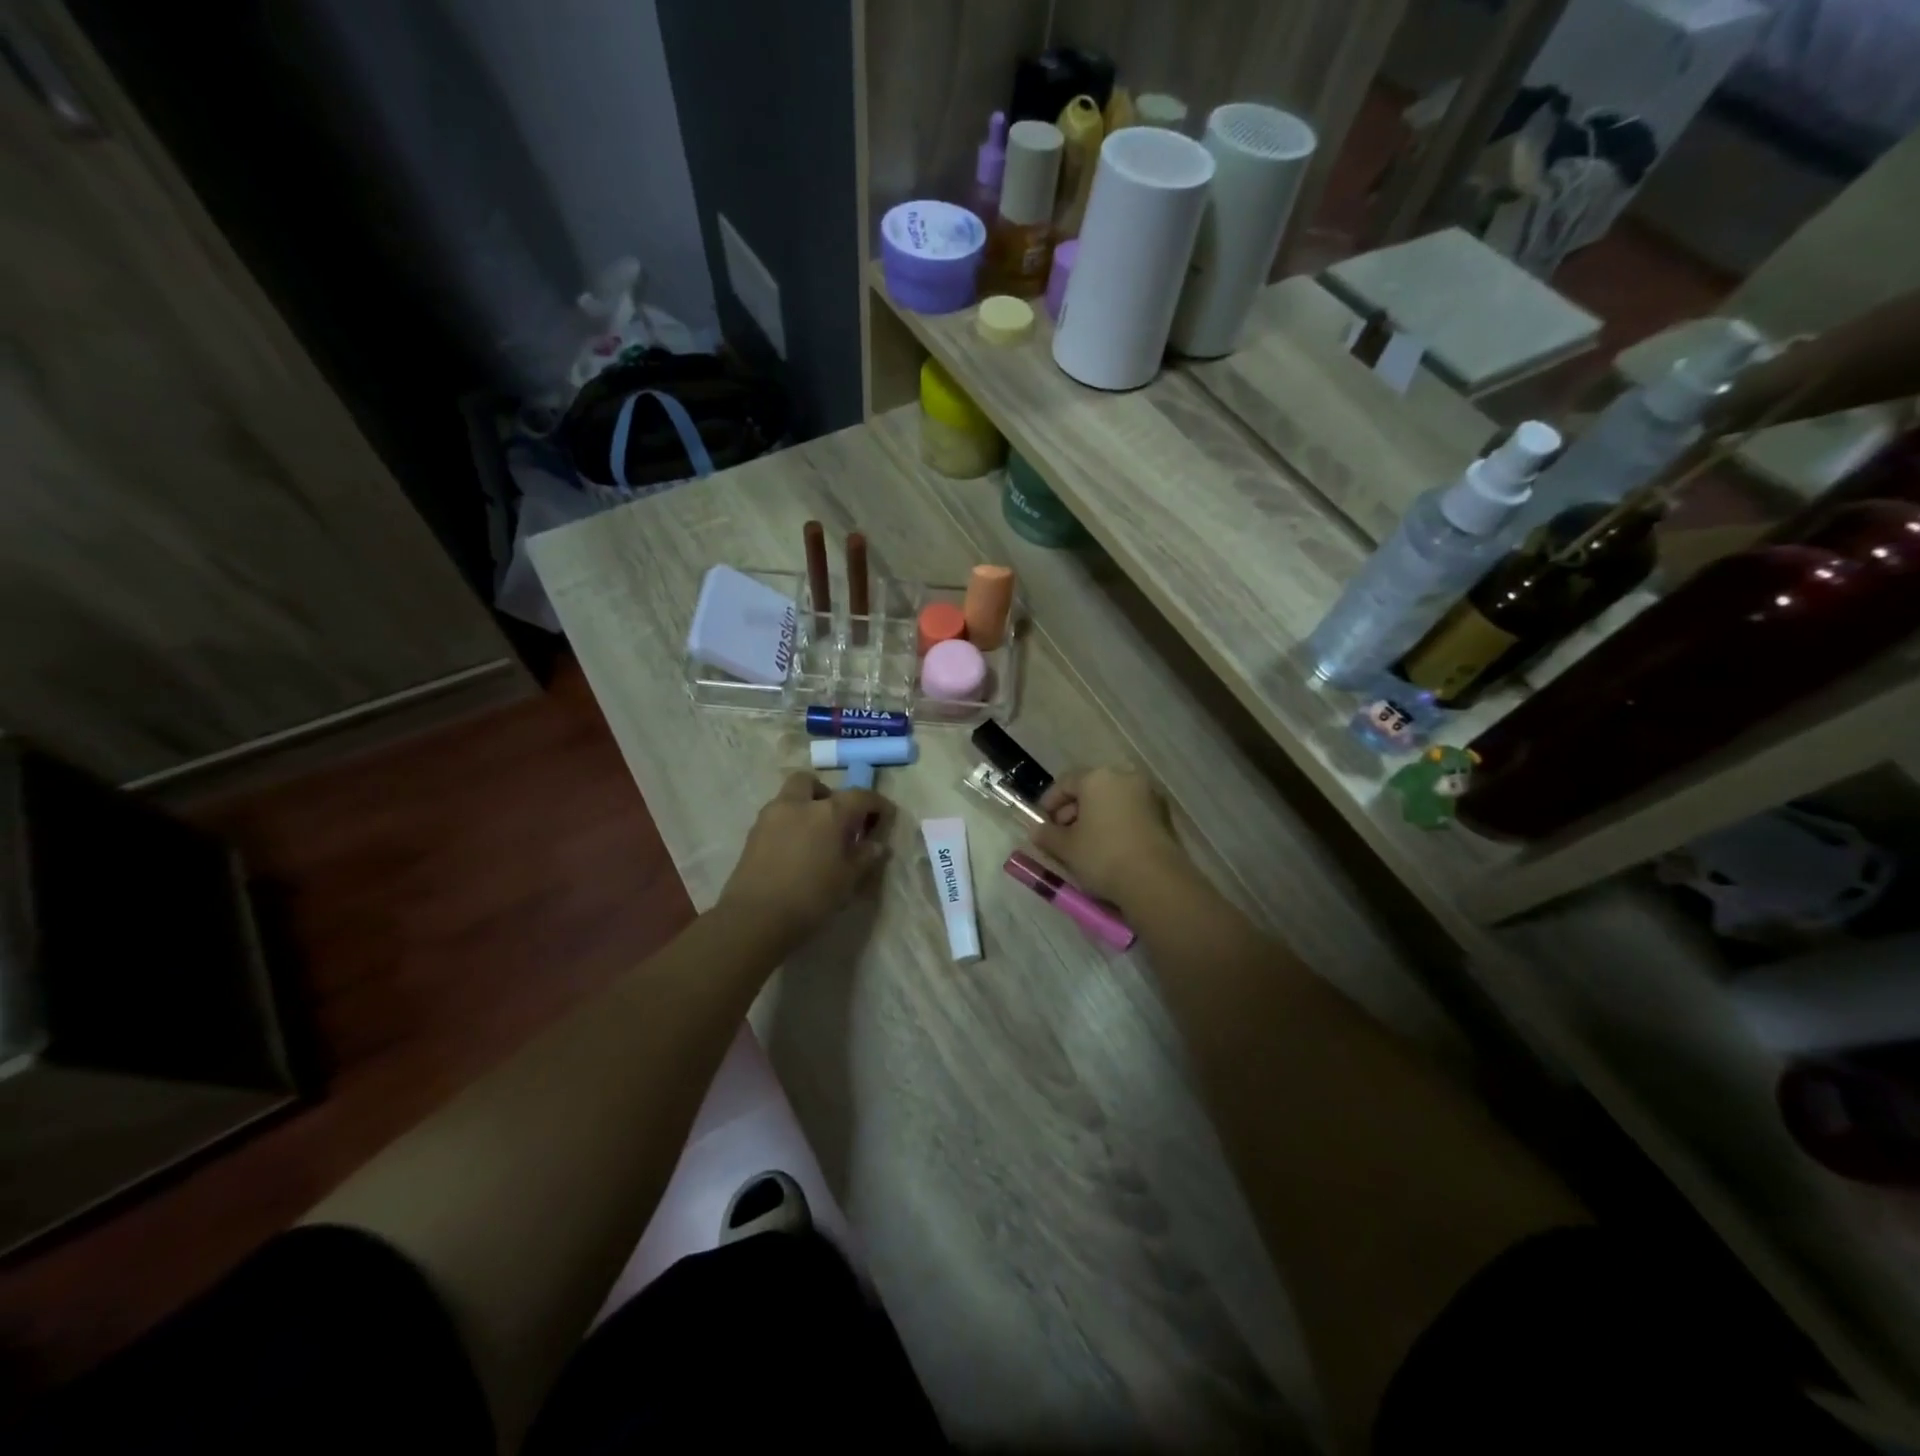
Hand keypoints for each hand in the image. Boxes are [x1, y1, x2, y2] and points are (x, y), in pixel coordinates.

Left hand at [718, 773, 894, 947]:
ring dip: (804, 808)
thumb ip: (865, 857)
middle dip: (826, 794)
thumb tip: (876, 845)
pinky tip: (795, 852)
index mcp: (828, 812)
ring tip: (815, 839)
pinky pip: (776, 818)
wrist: (755, 918)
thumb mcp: (848, 880)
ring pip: (789, 798)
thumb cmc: (811, 897)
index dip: (876, 804)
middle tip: (838, 820)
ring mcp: (770, 817)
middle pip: (811, 782)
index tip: (886, 816)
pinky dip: (789, 825)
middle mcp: (798, 805)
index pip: (859, 796)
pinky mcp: (752, 835)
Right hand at [1032, 765, 1187, 909]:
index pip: (1066, 782)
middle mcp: (1125, 778)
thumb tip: (1037, 830)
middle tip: (1062, 835)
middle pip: (1091, 789)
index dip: (1050, 801)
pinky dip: (1116, 824)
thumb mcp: (1066, 848)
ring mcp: (1149, 795)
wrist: (1156, 881)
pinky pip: (1131, 814)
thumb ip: (1047, 835)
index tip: (1042, 822)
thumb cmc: (1103, 856)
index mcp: (1098, 778)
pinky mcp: (1164, 816)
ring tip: (1084, 844)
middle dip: (1073, 810)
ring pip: (1113, 801)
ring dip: (1095, 818)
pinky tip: (1108, 848)